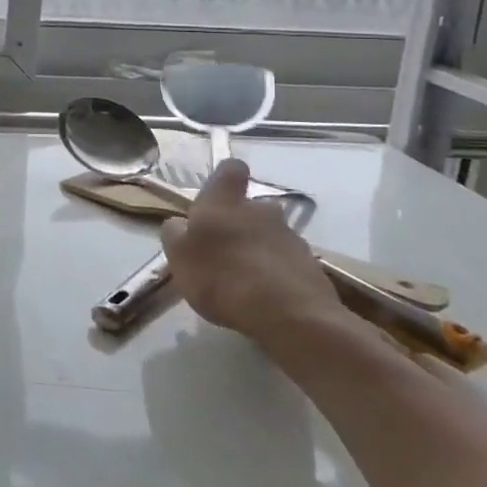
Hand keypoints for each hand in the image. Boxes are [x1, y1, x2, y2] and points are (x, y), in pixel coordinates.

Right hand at [161, 159, 338, 343]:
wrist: (289, 316)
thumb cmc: (221, 277)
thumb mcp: (178, 256)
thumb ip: (175, 234)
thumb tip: (181, 224)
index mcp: (224, 202)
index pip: (230, 169)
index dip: (225, 178)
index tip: (217, 196)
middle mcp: (260, 210)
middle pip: (252, 206)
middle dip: (240, 221)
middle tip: (224, 249)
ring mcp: (290, 237)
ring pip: (270, 234)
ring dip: (258, 249)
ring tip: (244, 280)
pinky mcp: (311, 266)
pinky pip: (287, 262)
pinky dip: (276, 273)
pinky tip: (265, 297)